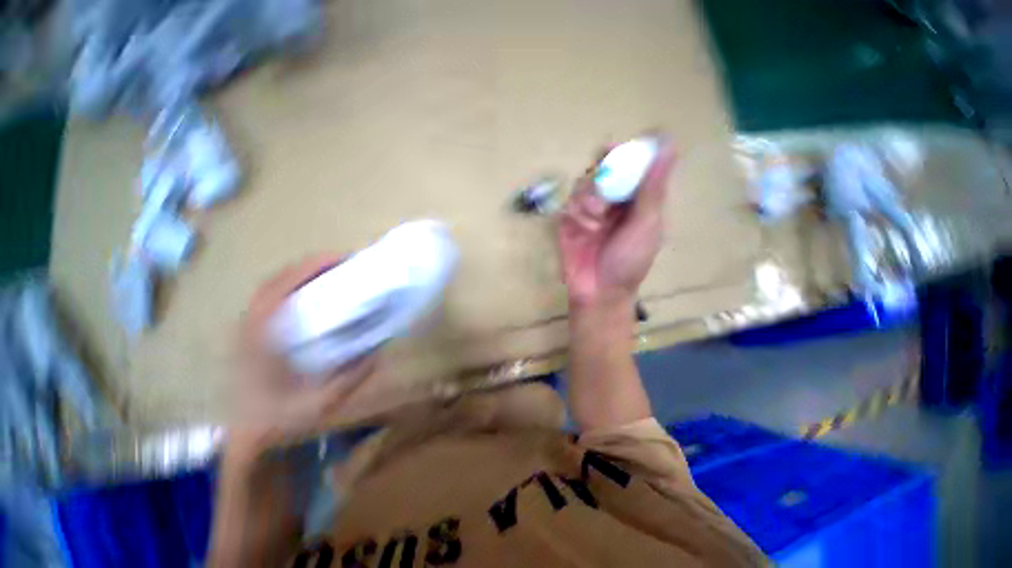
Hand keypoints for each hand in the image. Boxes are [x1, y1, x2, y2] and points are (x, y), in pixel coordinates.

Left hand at [230, 254, 376, 454]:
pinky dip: (297, 285)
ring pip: (276, 284)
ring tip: (337, 274)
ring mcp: (249, 325)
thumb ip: (354, 374)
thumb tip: (380, 346)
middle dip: (315, 264)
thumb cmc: (280, 417)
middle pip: (281, 277)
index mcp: (265, 333)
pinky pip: (274, 296)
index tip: (346, 259)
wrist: (245, 433)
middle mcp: (253, 322)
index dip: (316, 265)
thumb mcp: (324, 400)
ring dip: (306, 273)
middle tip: (348, 264)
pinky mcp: (251, 330)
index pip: (286, 284)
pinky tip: (318, 294)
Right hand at [557, 140, 675, 308]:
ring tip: (597, 219)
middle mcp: (611, 203)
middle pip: (602, 170)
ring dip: (589, 197)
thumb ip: (653, 186)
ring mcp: (588, 213)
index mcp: (635, 202)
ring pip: (582, 185)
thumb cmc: (629, 261)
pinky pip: (568, 204)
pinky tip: (584, 228)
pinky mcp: (568, 223)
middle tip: (602, 178)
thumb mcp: (647, 224)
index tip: (616, 148)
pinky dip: (576, 213)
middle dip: (602, 173)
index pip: (631, 167)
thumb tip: (669, 144)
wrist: (600, 291)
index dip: (625, 153)